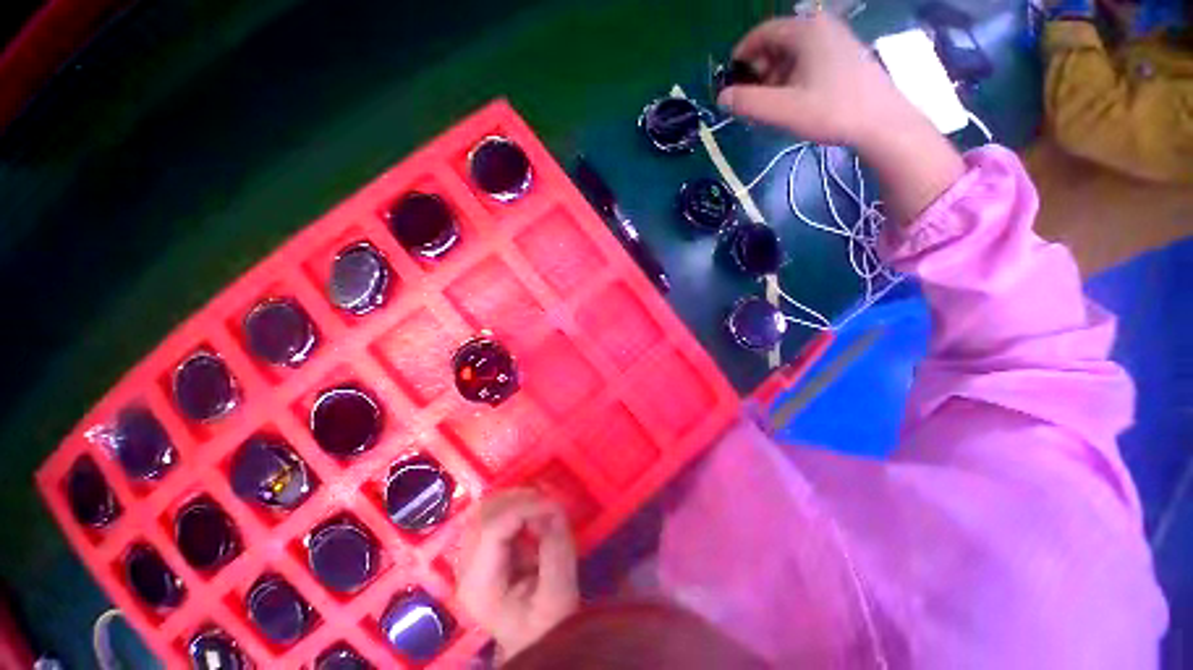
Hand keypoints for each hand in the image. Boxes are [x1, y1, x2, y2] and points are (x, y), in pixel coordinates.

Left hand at [456, 489, 578, 661]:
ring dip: (516, 501)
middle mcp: (465, 567)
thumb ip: (557, 547)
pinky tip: (531, 517)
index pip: (493, 527)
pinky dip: (513, 507)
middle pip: (484, 513)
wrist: (533, 644)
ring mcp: (468, 558)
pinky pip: (491, 516)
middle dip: (520, 500)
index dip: (525, 507)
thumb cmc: (547, 625)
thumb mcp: (559, 592)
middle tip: (549, 504)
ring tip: (541, 509)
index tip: (555, 506)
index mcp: (479, 584)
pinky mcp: (479, 552)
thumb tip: (555, 507)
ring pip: (485, 509)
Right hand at [718, 13, 920, 149]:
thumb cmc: (831, 111)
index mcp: (806, 31)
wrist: (882, 123)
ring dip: (774, 76)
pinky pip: (808, 60)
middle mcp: (821, 28)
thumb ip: (748, 103)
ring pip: (793, 53)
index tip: (730, 78)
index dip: (742, 53)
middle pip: (778, 42)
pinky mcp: (844, 57)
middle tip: (751, 97)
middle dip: (759, 69)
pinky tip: (791, 101)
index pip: (763, 32)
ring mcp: (836, 41)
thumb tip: (722, 98)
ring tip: (770, 104)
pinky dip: (792, 77)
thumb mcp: (783, 110)